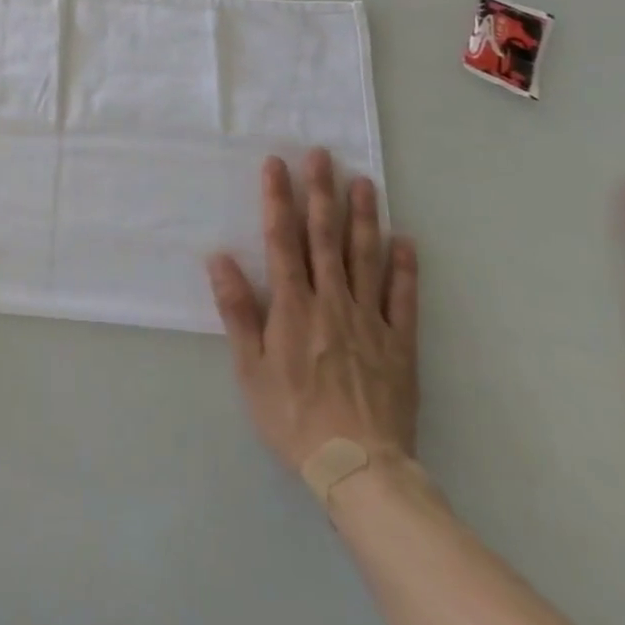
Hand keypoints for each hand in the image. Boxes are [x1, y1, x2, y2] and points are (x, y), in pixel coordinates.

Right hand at [206, 149, 418, 478]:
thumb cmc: (293, 416)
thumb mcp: (250, 369)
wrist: (358, 468)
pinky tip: (404, 240)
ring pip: (365, 257)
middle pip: (326, 237)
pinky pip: (403, 298)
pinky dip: (404, 267)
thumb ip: (237, 311)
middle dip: (321, 193)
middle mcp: (332, 301)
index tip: (277, 164)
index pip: (283, 239)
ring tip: (363, 181)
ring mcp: (370, 320)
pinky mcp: (399, 343)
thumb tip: (219, 258)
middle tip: (322, 155)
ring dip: (363, 217)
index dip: (278, 199)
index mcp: (293, 306)